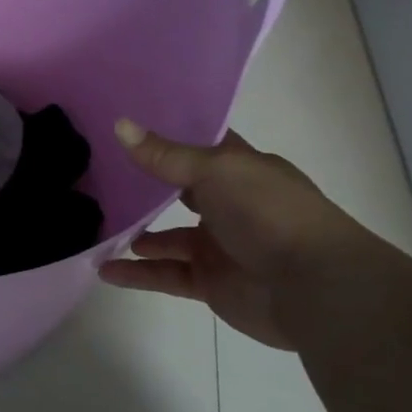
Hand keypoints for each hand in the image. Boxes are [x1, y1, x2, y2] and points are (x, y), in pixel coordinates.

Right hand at [99, 120, 372, 349]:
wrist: (314, 288)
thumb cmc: (269, 213)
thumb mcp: (215, 171)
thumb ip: (165, 155)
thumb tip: (120, 124)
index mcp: (242, 171)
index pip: (202, 145)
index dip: (169, 134)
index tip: (126, 123)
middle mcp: (231, 205)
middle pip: (180, 191)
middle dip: (145, 185)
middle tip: (99, 173)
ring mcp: (220, 246)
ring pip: (168, 237)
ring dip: (136, 233)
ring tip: (97, 224)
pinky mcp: (211, 282)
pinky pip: (165, 274)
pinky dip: (136, 273)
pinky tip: (104, 268)